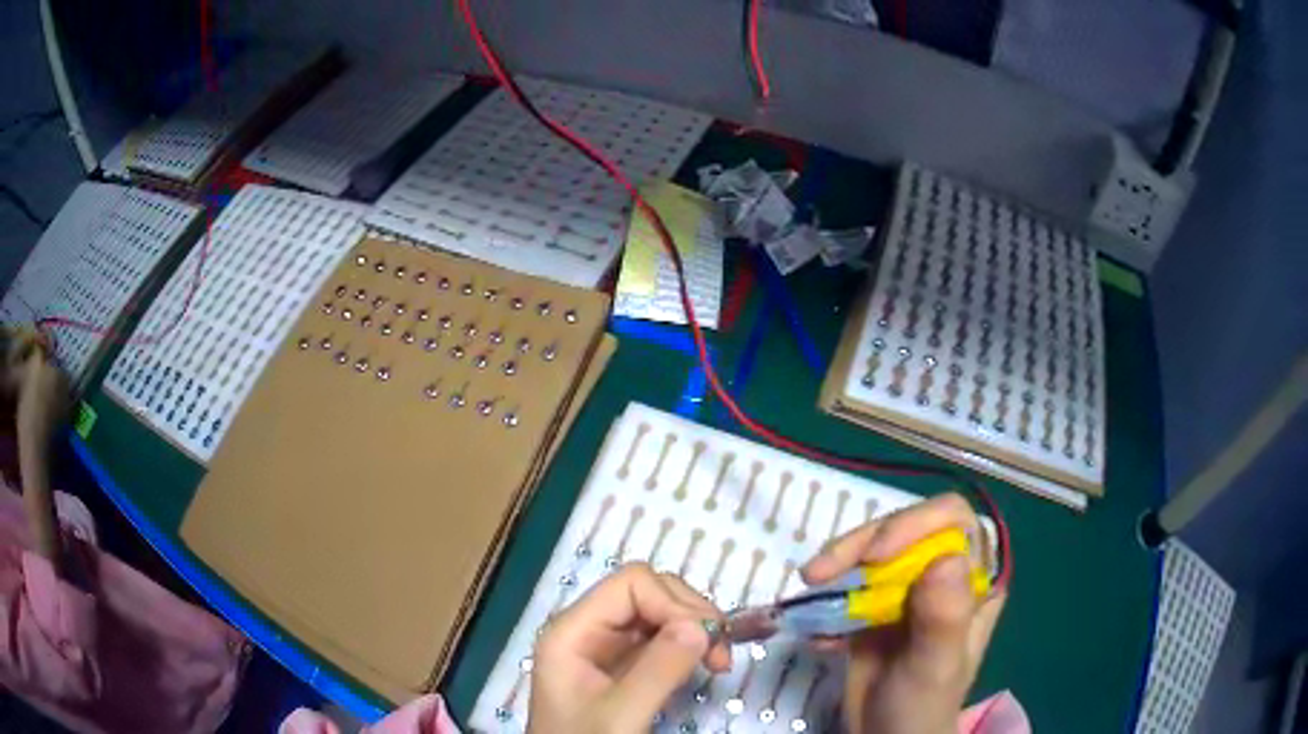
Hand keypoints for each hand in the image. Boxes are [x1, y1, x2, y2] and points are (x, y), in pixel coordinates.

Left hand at [528, 563, 731, 733]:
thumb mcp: (621, 714)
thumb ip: (658, 670)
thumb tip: (703, 626)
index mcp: (573, 631)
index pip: (631, 584)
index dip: (674, 603)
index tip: (708, 639)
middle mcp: (589, 630)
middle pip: (649, 592)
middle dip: (691, 615)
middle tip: (721, 653)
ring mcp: (607, 648)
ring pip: (661, 614)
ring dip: (696, 630)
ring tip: (719, 662)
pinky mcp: (625, 667)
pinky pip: (663, 639)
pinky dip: (690, 646)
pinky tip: (706, 666)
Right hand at [802, 493, 1005, 733]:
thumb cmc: (922, 706)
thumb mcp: (936, 667)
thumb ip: (945, 618)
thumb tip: (946, 557)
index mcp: (974, 580)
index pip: (954, 522)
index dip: (917, 524)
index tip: (875, 555)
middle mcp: (943, 575)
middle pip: (906, 529)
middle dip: (862, 543)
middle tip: (820, 573)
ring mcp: (907, 590)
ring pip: (873, 550)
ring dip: (837, 565)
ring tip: (809, 588)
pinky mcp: (873, 607)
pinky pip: (848, 585)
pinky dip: (825, 599)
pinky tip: (816, 632)